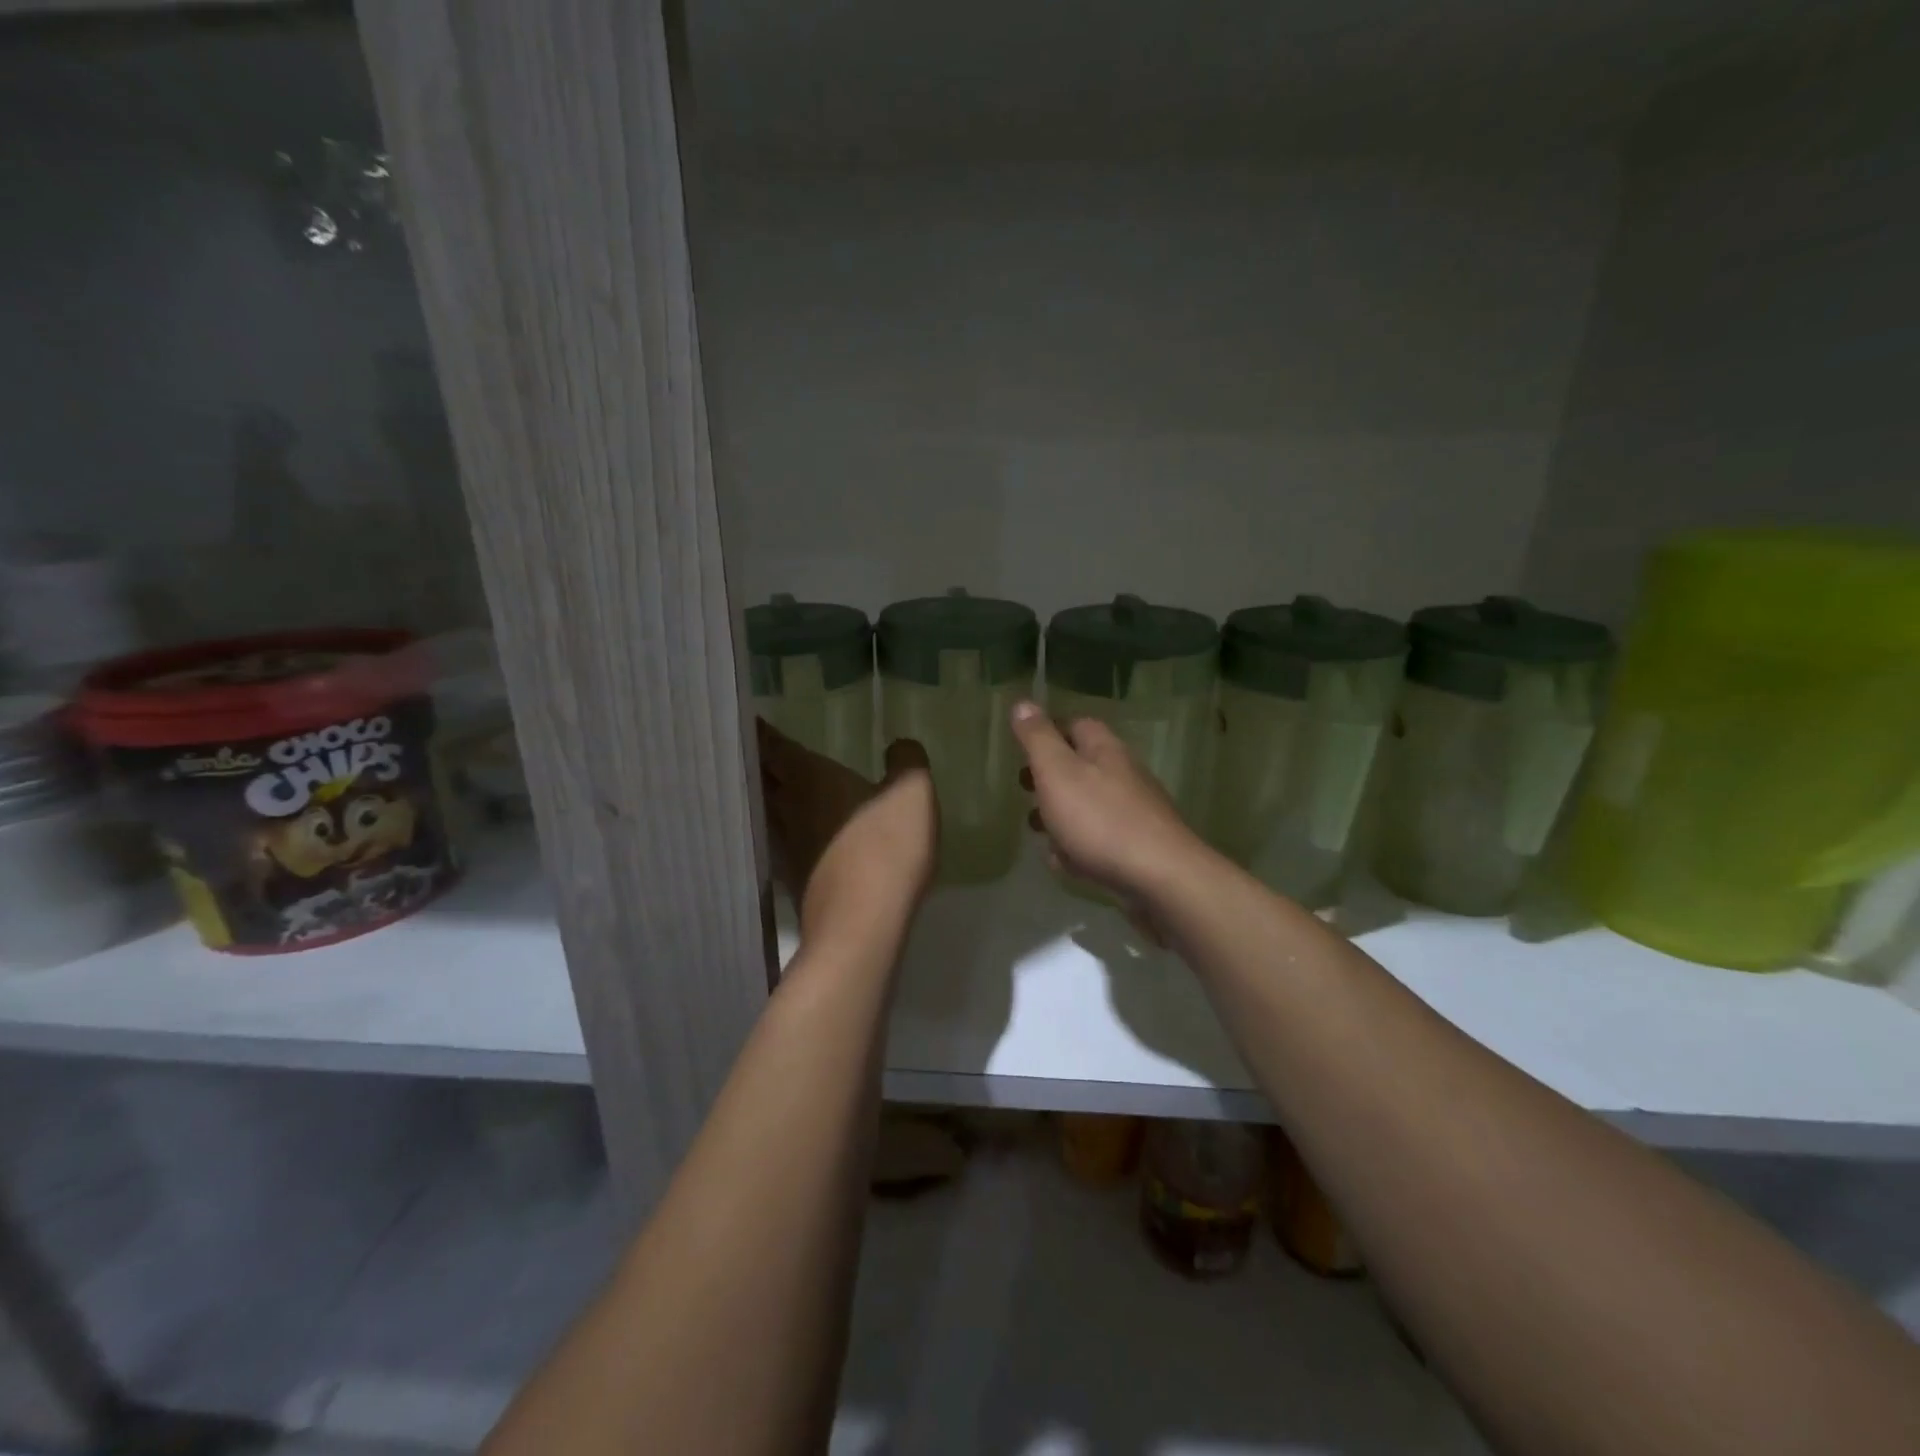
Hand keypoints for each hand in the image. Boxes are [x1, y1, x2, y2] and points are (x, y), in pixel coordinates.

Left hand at [757, 720, 937, 940]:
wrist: (863, 925)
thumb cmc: (886, 846)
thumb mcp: (912, 792)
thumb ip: (906, 762)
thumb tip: (899, 745)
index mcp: (811, 778)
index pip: (776, 747)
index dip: (762, 732)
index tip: (748, 719)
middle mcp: (789, 808)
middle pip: (763, 779)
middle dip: (756, 762)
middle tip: (752, 747)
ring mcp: (788, 847)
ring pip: (767, 813)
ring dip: (764, 797)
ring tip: (768, 785)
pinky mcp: (795, 880)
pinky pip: (781, 844)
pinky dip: (781, 833)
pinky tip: (791, 837)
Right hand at [1010, 701, 1204, 903]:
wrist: (1160, 878)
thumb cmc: (1100, 819)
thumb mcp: (1058, 772)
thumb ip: (1038, 739)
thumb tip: (1023, 703)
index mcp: (1105, 750)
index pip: (1076, 724)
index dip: (1047, 731)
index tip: (1021, 747)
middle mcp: (1123, 775)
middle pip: (1081, 766)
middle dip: (1049, 778)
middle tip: (1024, 789)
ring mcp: (1134, 813)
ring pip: (1088, 805)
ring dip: (1060, 814)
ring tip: (1036, 830)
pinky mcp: (1137, 848)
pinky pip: (1099, 839)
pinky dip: (1078, 847)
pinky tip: (1064, 864)